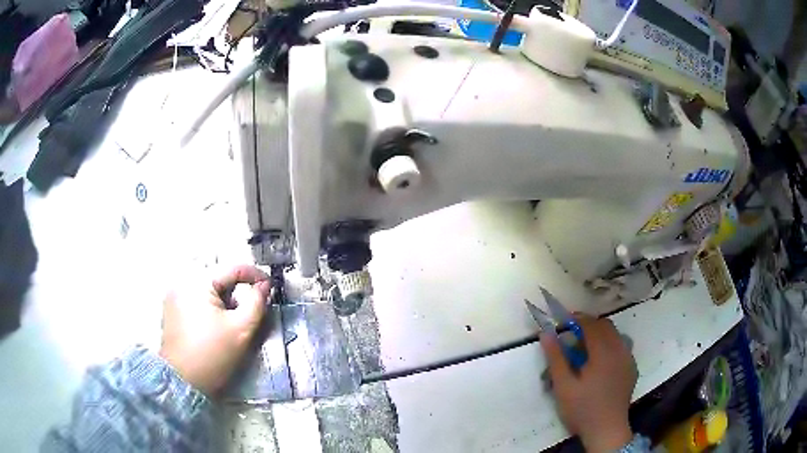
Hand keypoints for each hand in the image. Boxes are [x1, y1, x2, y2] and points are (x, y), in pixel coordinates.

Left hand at [160, 265, 270, 395]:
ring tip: (232, 321)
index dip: (256, 275)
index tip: (271, 287)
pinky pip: (196, 297)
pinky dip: (210, 305)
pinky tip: (215, 325)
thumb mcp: (241, 329)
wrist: (183, 380)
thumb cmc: (213, 353)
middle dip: (238, 290)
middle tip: (250, 310)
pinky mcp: (171, 307)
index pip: (233, 268)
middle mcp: (183, 280)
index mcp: (198, 281)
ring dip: (224, 299)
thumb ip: (257, 302)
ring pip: (208, 288)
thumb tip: (264, 285)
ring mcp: (174, 294)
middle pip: (219, 277)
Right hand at [541, 314, 637, 452]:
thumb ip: (556, 358)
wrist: (606, 430)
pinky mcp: (631, 368)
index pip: (591, 324)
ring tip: (585, 349)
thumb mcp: (563, 386)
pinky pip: (621, 347)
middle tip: (571, 335)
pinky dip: (609, 346)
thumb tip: (546, 333)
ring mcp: (628, 359)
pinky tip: (599, 363)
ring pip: (615, 335)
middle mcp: (620, 350)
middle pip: (605, 326)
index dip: (576, 319)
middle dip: (588, 325)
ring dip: (600, 334)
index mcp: (603, 352)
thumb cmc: (582, 409)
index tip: (562, 322)